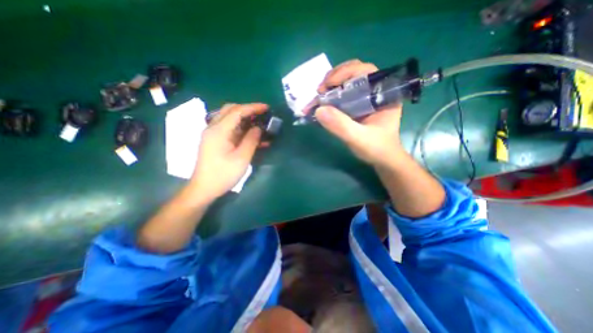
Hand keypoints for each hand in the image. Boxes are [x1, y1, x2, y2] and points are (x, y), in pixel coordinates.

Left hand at [190, 102, 265, 201]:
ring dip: (244, 118)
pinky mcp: (214, 140)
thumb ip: (251, 140)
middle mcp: (213, 128)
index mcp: (219, 130)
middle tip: (262, 114)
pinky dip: (240, 128)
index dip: (253, 107)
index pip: (237, 111)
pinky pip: (228, 128)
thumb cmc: (223, 174)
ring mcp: (212, 134)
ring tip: (258, 123)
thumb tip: (258, 128)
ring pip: (229, 118)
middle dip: (247, 109)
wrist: (204, 188)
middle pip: (230, 110)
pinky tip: (251, 135)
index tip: (266, 107)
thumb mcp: (242, 158)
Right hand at [315, 58, 403, 167]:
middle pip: (354, 72)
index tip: (327, 85)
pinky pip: (343, 95)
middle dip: (334, 78)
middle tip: (320, 91)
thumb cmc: (377, 149)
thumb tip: (319, 110)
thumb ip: (341, 126)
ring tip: (319, 97)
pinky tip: (323, 103)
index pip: (365, 71)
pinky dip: (331, 97)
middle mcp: (375, 91)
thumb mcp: (359, 139)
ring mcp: (366, 98)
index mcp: (383, 94)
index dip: (344, 73)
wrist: (382, 159)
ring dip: (330, 86)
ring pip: (347, 82)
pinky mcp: (358, 106)